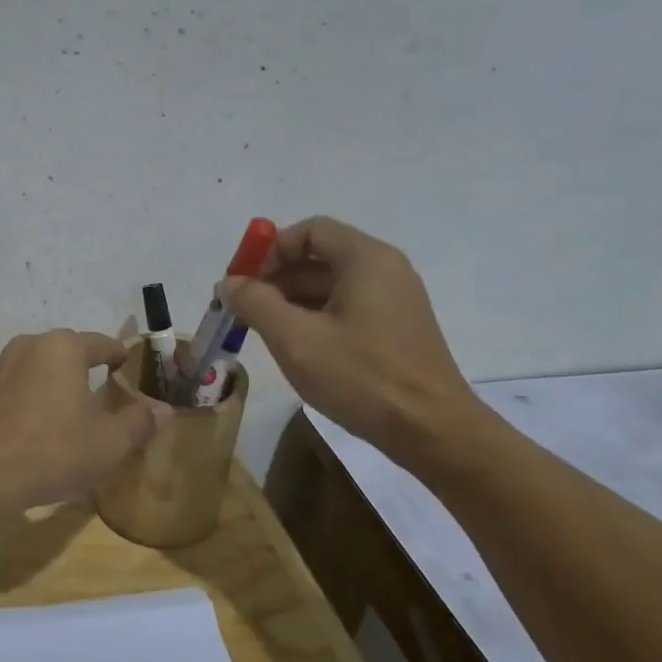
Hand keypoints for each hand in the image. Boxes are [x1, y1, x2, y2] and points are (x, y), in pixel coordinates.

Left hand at [0, 330, 171, 510]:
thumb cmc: (52, 451)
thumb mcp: (109, 443)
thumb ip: (139, 422)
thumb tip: (164, 409)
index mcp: (62, 348)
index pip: (102, 344)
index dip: (120, 358)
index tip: (129, 372)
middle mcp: (27, 346)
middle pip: (66, 353)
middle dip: (84, 372)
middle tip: (101, 398)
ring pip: (36, 370)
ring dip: (53, 386)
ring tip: (65, 416)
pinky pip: (12, 390)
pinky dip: (27, 403)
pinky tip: (31, 433)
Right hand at [226, 217, 491, 469]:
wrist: (432, 431)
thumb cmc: (361, 377)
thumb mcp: (295, 339)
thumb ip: (256, 303)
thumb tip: (229, 283)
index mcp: (366, 259)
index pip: (309, 231)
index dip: (269, 250)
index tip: (241, 281)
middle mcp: (385, 270)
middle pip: (319, 256)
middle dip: (275, 278)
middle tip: (243, 309)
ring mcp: (394, 301)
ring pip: (331, 285)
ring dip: (291, 300)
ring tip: (261, 331)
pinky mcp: (396, 330)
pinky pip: (346, 308)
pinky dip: (314, 317)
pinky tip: (295, 346)